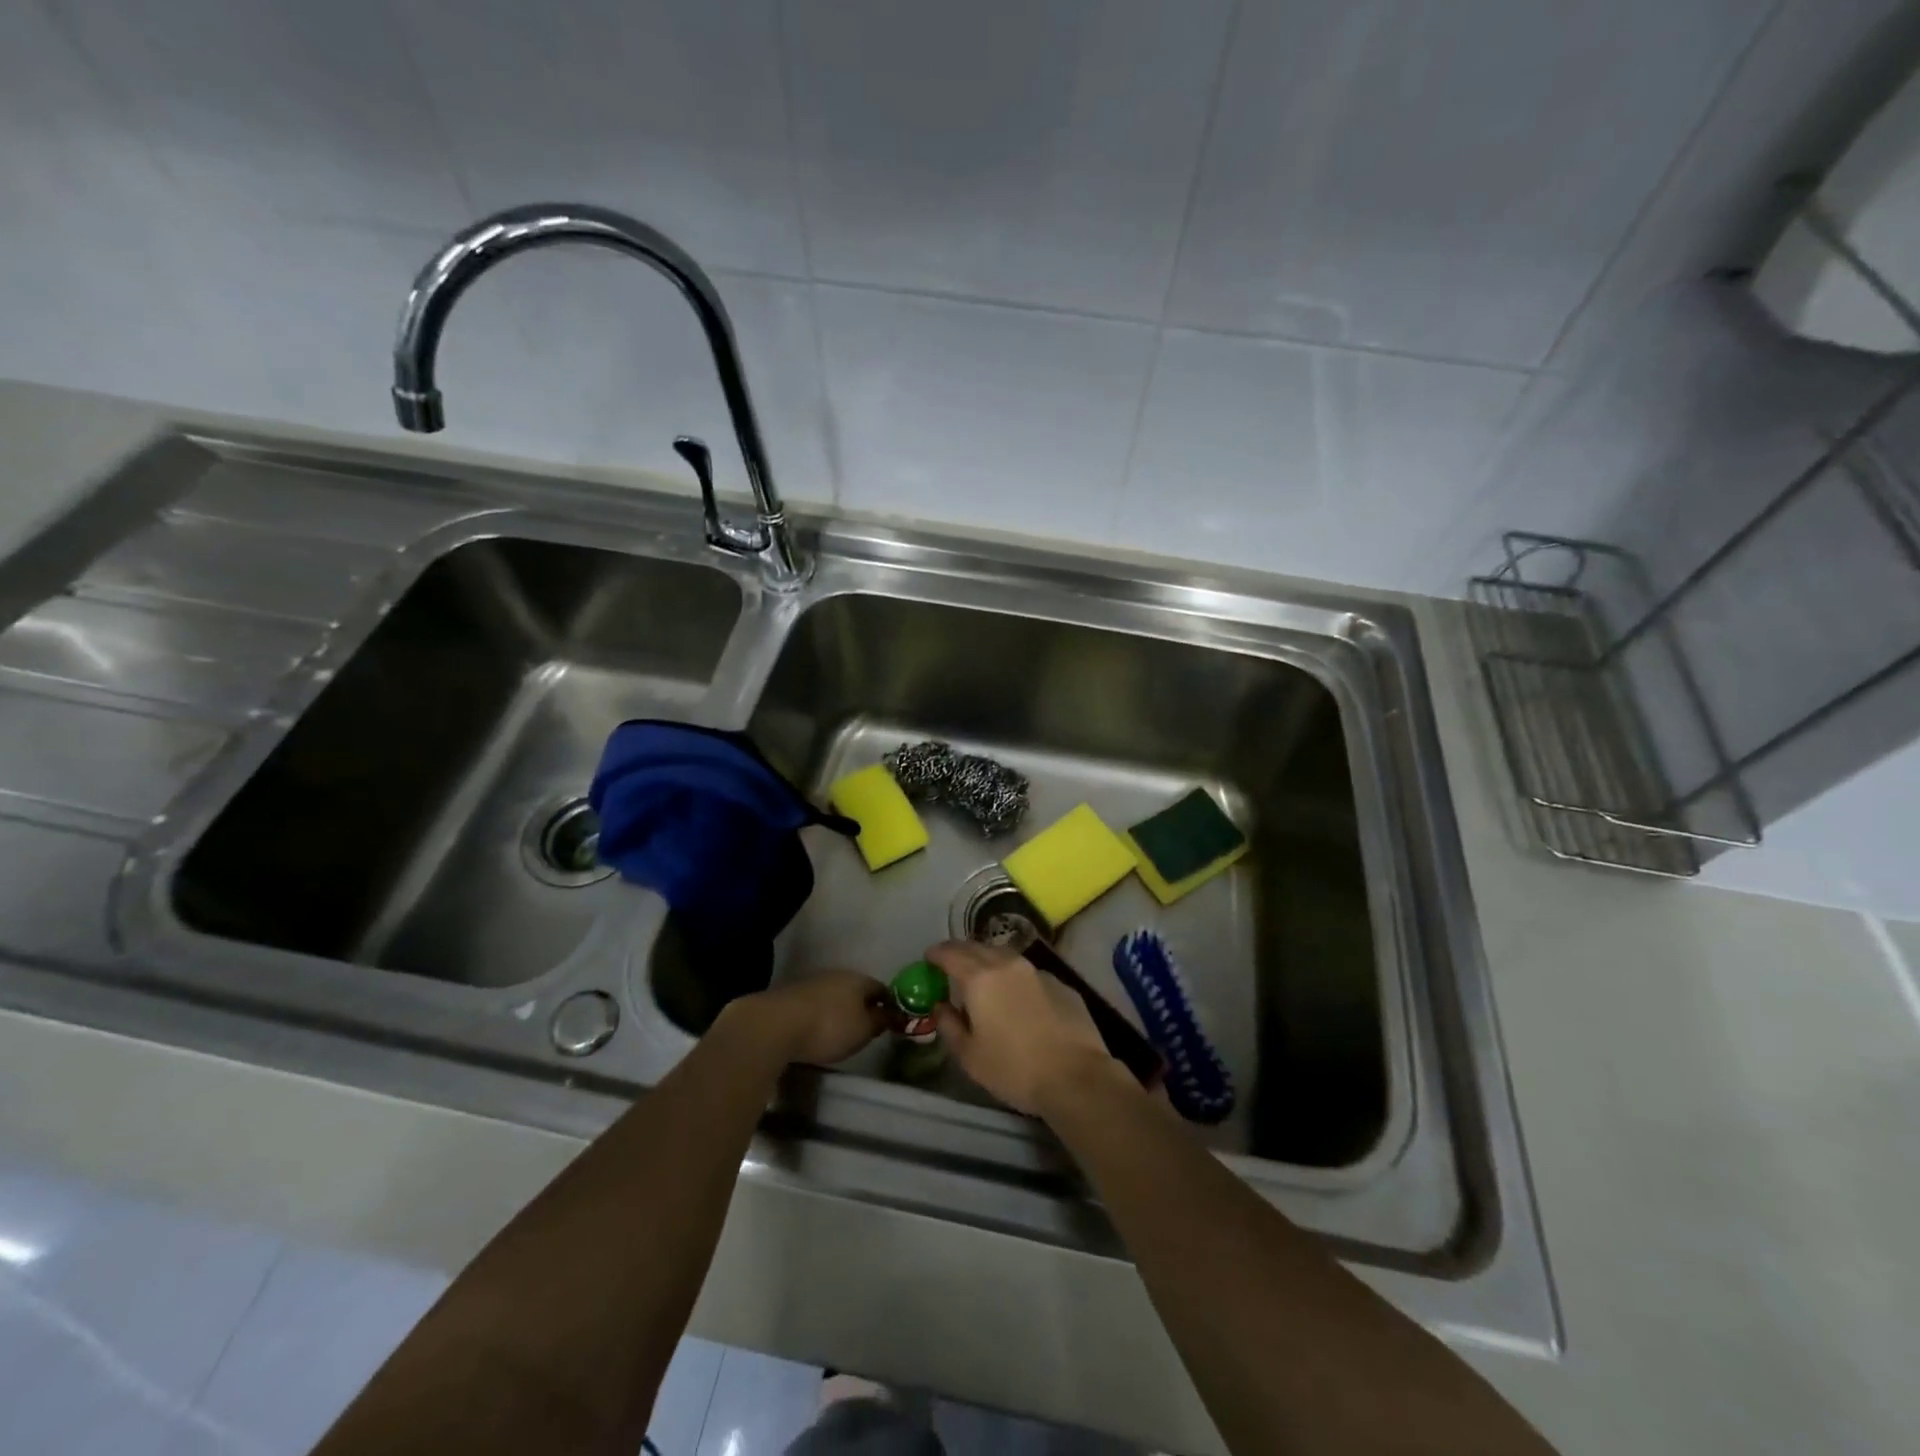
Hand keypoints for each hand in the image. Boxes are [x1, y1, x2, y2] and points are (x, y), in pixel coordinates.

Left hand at [738, 971, 887, 1066]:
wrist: (776, 1024)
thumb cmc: (829, 1027)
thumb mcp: (863, 1030)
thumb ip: (880, 1021)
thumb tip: (890, 1013)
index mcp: (859, 980)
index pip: (881, 989)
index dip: (889, 1005)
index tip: (890, 1022)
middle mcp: (838, 975)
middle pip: (856, 990)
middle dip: (862, 1006)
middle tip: (865, 1029)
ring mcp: (812, 982)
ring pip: (834, 995)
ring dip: (839, 1010)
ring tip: (839, 1032)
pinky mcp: (792, 994)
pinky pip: (815, 1004)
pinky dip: (820, 1015)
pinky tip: (816, 1030)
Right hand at [926, 941, 1122, 1114]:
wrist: (1076, 1076)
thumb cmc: (1014, 1069)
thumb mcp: (970, 1056)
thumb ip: (949, 1026)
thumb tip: (940, 1007)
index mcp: (980, 978)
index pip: (950, 952)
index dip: (936, 953)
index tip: (928, 959)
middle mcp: (1008, 964)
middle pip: (978, 947)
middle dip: (961, 952)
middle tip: (951, 966)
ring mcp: (1038, 971)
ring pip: (1005, 957)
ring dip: (989, 961)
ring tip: (983, 979)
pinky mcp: (1061, 984)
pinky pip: (1029, 974)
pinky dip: (1015, 979)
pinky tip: (1018, 999)